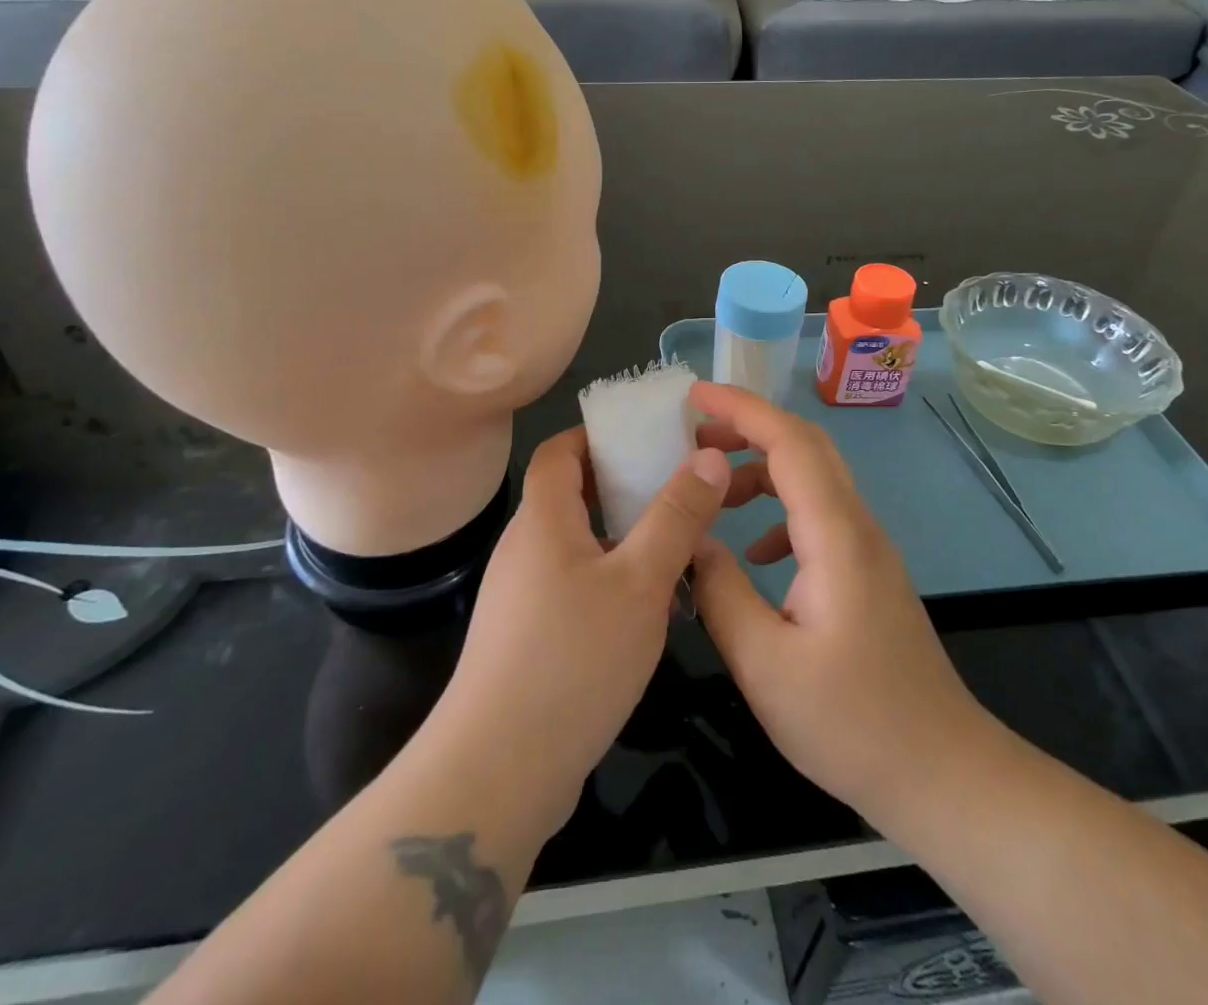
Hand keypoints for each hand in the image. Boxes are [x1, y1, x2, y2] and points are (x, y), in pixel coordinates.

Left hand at [435, 427, 732, 839]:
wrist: (498, 772)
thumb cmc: (572, 659)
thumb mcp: (640, 582)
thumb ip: (676, 517)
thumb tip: (709, 457)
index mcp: (542, 520)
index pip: (559, 451)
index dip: (597, 435)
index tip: (646, 437)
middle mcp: (525, 549)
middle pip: (571, 495)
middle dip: (624, 486)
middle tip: (678, 489)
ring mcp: (523, 597)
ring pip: (579, 545)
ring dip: (624, 538)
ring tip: (678, 546)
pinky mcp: (529, 639)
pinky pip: (576, 587)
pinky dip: (612, 580)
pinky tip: (650, 609)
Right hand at [689, 381, 995, 829]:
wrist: (942, 772)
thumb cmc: (852, 723)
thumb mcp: (765, 665)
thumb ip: (721, 592)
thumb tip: (692, 542)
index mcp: (836, 535)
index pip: (790, 442)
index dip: (741, 409)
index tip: (692, 395)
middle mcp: (857, 526)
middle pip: (806, 445)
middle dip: (748, 426)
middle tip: (692, 433)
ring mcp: (867, 548)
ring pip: (813, 478)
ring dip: (761, 468)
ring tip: (711, 489)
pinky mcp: (867, 572)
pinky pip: (819, 515)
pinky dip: (778, 512)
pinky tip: (752, 552)